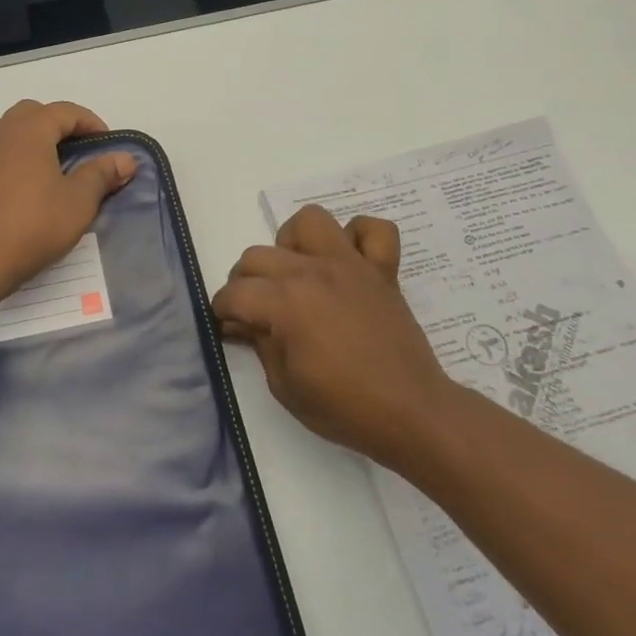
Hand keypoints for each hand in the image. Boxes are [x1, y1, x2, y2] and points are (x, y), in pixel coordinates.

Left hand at [0, 101, 136, 297]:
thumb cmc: (37, 225)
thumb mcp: (80, 201)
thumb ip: (102, 174)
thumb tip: (126, 159)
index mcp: (31, 131)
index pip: (64, 111)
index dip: (89, 122)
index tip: (106, 143)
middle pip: (28, 112)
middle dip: (53, 123)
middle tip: (73, 149)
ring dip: (13, 133)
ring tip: (31, 155)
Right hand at [211, 205, 453, 471]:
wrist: (413, 414)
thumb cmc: (346, 408)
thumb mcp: (285, 387)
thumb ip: (259, 344)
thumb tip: (241, 323)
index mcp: (286, 303)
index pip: (235, 293)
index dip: (222, 311)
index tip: (227, 326)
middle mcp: (313, 272)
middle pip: (258, 255)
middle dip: (245, 282)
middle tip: (256, 310)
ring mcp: (350, 265)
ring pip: (309, 221)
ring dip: (294, 243)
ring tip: (297, 273)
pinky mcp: (382, 270)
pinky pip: (374, 230)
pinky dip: (358, 237)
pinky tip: (348, 261)